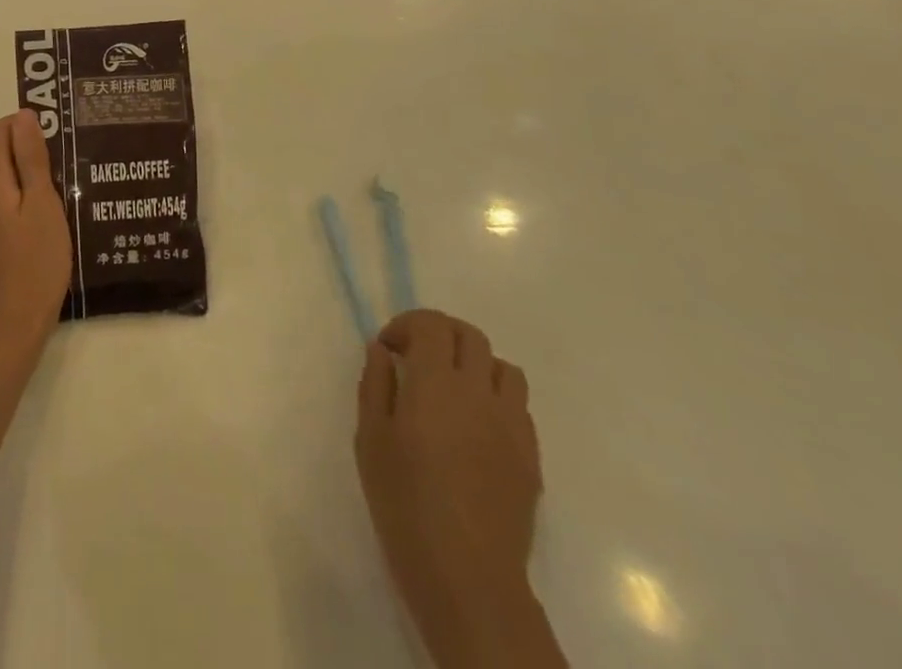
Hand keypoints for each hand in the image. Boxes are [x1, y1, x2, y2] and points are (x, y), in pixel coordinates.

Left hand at [0, 113, 71, 363]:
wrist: (14, 325)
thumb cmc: (35, 262)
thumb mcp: (42, 204)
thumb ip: (32, 159)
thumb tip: (23, 115)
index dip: (26, 123)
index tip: (60, 130)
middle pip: (3, 151)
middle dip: (35, 146)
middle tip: (74, 156)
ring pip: (10, 176)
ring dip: (37, 172)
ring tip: (73, 180)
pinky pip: (12, 198)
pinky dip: (32, 194)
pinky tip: (60, 208)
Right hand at [355, 310, 547, 667]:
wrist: (467, 577)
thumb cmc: (405, 504)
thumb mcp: (370, 439)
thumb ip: (375, 384)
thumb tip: (381, 350)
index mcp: (436, 382)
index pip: (431, 324)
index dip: (407, 325)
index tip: (389, 349)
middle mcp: (479, 391)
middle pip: (469, 335)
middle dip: (440, 335)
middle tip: (418, 359)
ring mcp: (511, 423)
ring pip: (502, 366)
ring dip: (475, 364)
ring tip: (453, 390)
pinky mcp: (531, 456)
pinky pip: (519, 405)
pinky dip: (496, 399)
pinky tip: (476, 428)